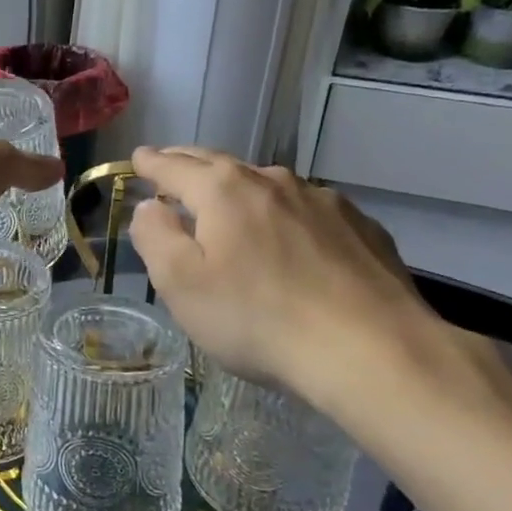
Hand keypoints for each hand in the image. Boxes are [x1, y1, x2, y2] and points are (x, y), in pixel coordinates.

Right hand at [127, 147, 446, 411]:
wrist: (373, 351)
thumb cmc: (258, 318)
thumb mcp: (181, 284)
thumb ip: (155, 237)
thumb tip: (150, 207)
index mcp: (223, 191)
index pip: (174, 166)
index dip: (151, 163)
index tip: (138, 158)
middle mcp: (272, 182)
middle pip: (220, 164)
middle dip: (190, 163)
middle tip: (172, 164)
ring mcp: (322, 201)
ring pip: (267, 185)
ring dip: (241, 188)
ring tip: (230, 202)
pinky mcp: (361, 228)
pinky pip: (307, 211)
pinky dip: (286, 214)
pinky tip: (291, 238)